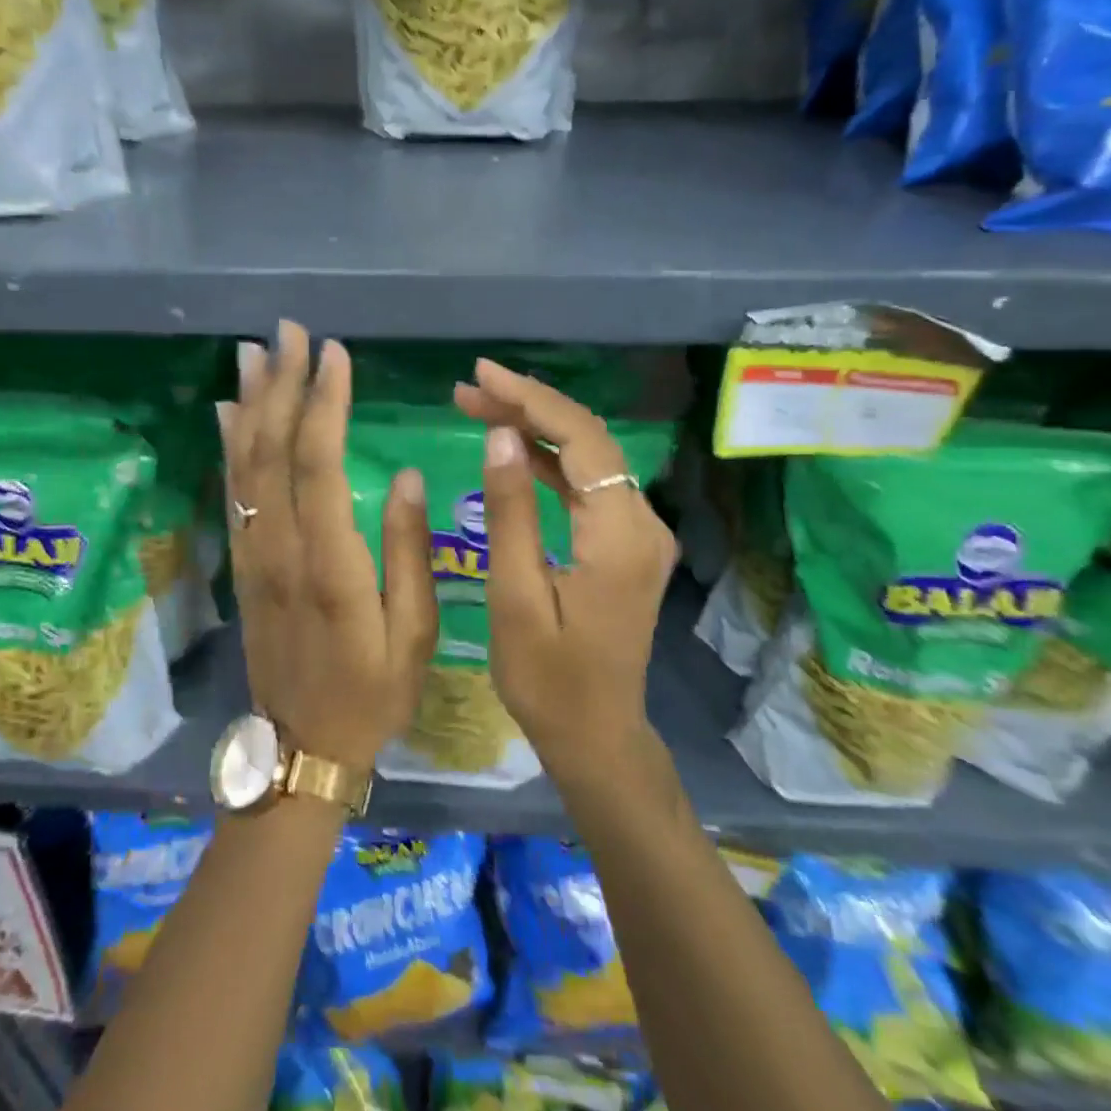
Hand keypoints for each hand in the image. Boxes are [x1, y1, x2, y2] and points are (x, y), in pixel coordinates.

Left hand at [218, 321, 437, 775]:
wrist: (302, 746)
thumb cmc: (372, 692)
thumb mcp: (414, 632)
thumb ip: (410, 551)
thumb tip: (409, 476)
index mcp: (330, 562)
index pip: (319, 463)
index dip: (324, 402)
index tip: (334, 352)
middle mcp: (281, 548)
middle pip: (272, 450)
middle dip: (280, 384)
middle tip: (287, 330)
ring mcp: (254, 554)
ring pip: (244, 465)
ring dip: (249, 403)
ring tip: (253, 352)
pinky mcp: (243, 564)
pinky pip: (232, 494)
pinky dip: (229, 447)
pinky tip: (230, 412)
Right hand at [455, 359, 676, 783]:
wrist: (596, 735)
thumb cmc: (547, 680)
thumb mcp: (516, 597)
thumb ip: (511, 513)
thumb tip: (501, 436)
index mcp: (620, 536)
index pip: (581, 440)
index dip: (531, 399)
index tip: (480, 375)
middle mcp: (642, 523)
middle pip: (588, 441)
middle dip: (528, 406)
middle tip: (467, 389)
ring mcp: (639, 534)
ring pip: (587, 460)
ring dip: (535, 430)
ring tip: (478, 408)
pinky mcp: (626, 545)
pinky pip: (588, 488)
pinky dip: (549, 463)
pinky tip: (510, 450)